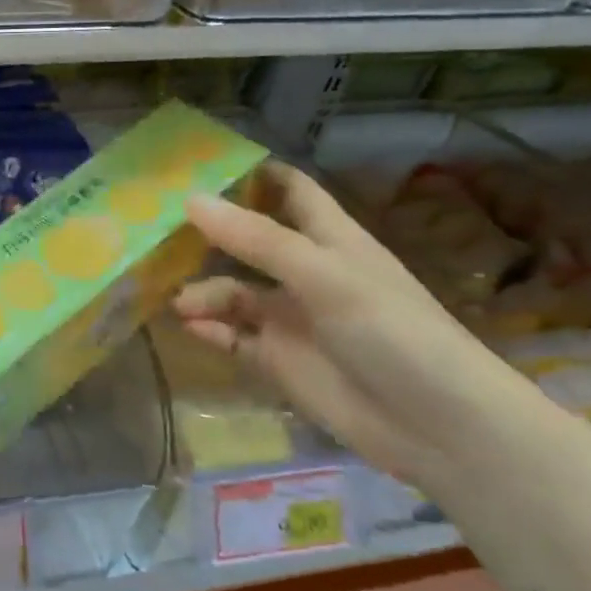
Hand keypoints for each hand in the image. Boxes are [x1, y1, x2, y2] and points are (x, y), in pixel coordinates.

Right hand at [173, 163, 561, 488]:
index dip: (252, 175)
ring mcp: (290, 318)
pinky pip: (233, 337)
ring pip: (233, 293)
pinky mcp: (279, 360)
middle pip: (248, 242)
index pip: (290, 192)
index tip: (199, 164)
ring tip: (178, 302)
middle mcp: (305, 274)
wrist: (436, 426)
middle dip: (207, 234)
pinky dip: (210, 330)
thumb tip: (190, 200)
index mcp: (329, 240)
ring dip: (203, 292)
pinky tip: (190, 327)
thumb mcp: (324, 276)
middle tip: (154, 229)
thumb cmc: (391, 332)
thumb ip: (257, 240)